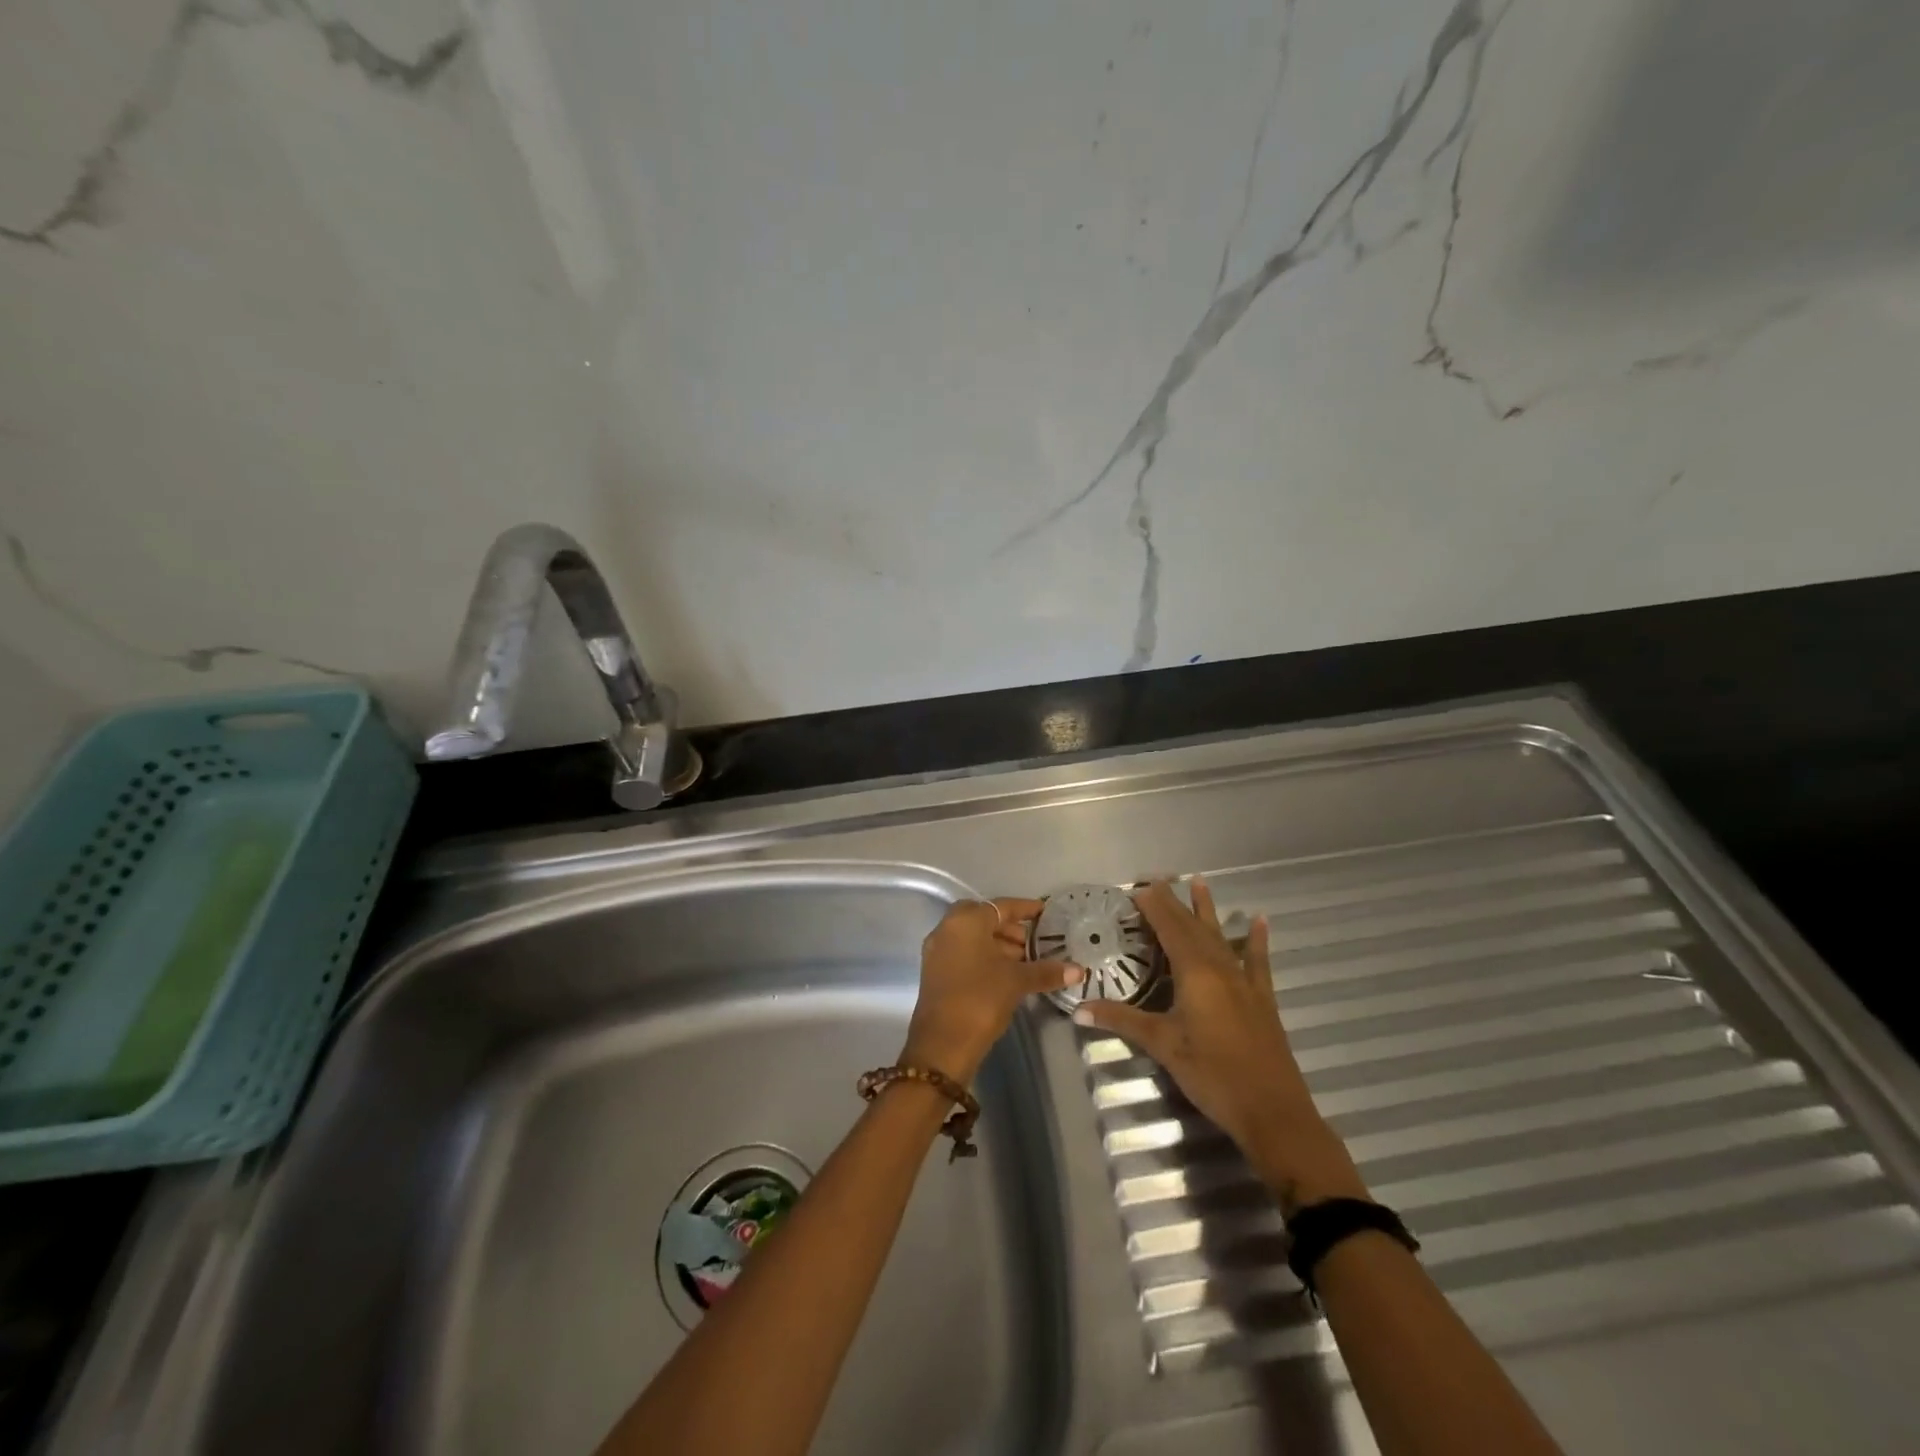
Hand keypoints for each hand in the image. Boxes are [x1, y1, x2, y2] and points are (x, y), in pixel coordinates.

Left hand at [901, 898, 1083, 1084]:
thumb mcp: (1017, 982)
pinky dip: (985, 956)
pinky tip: (1007, 974)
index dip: (1026, 909)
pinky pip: (964, 952)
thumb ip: (1046, 971)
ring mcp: (938, 950)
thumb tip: (1078, 970)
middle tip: (1036, 942)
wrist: (942, 1044)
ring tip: (1027, 961)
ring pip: (973, 937)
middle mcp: (947, 928)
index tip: (1047, 913)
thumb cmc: (981, 999)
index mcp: (966, 921)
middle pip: (985, 919)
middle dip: (1011, 928)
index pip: (1002, 906)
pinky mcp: (936, 971)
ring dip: (999, 944)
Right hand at [1072, 879, 1366, 1212]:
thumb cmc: (1213, 1075)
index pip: (1169, 929)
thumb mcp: (1163, 1046)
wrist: (1273, 1111)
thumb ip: (1122, 1021)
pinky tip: (1258, 920)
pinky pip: (1257, 961)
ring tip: (1200, 882)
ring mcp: (1244, 982)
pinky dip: (1255, 940)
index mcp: (1194, 973)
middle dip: (1174, 902)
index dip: (1154, 907)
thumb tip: (1079, 1009)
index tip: (1137, 887)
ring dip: (1208, 910)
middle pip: (1192, 927)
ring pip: (1220, 937)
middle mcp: (1220, 968)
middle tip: (1157, 879)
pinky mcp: (1261, 999)